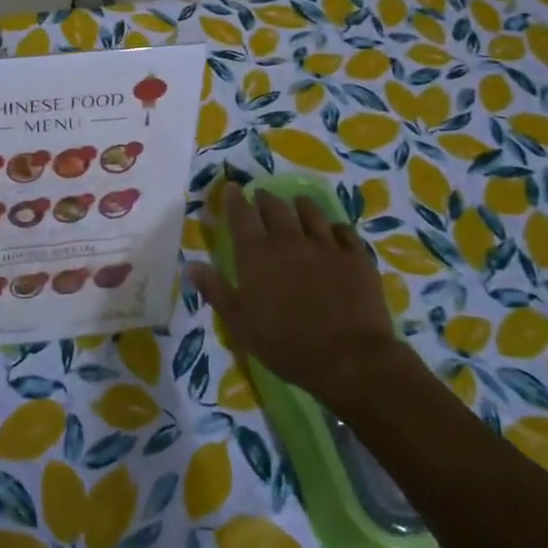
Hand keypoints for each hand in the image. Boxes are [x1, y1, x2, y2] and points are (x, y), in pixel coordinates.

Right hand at [186, 185, 400, 413]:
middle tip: (262, 197)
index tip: (232, 188)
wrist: (349, 359)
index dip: (235, 199)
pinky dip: (335, 227)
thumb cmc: (286, 345)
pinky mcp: (356, 257)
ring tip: (298, 204)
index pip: (241, 216)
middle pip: (275, 208)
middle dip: (265, 199)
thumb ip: (216, 290)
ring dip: (300, 206)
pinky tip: (334, 232)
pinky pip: (344, 230)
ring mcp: (326, 246)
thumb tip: (191, 265)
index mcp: (257, 255)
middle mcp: (289, 241)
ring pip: (311, 212)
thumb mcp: (240, 324)